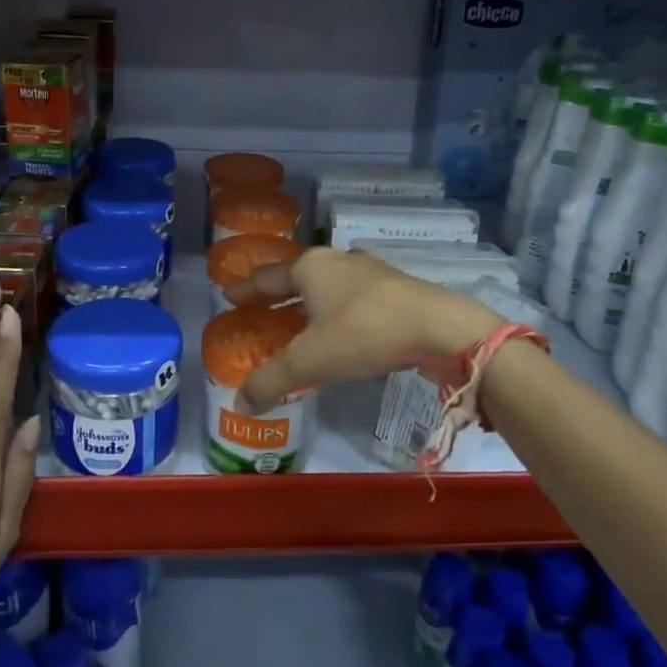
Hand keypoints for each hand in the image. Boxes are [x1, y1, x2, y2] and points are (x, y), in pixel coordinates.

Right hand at [225, 248, 500, 412]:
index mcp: (310, 268)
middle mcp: (336, 261)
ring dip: (308, 303)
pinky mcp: (393, 287)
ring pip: (326, 286)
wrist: (439, 327)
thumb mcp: (311, 360)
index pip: (266, 277)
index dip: (245, 289)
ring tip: (297, 325)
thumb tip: (239, 405)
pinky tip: (340, 331)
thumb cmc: (364, 333)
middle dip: (276, 296)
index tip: (228, 296)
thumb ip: (272, 381)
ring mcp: (368, 271)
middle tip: (258, 313)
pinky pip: (350, 297)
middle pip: (296, 278)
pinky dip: (335, 311)